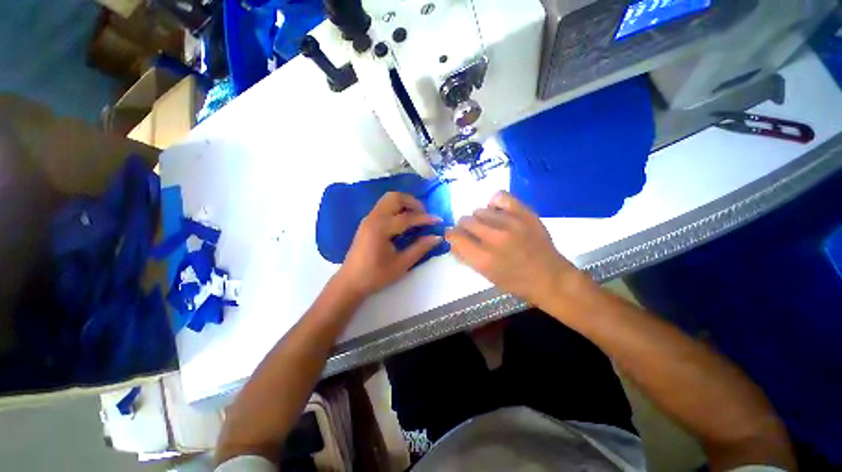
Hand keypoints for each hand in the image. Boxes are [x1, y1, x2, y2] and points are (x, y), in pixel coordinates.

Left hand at [335, 192, 442, 298]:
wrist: (350, 281)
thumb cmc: (376, 275)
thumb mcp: (401, 264)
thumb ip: (420, 248)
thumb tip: (437, 237)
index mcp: (381, 228)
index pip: (407, 217)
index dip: (425, 218)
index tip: (438, 220)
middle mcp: (373, 218)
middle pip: (394, 197)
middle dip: (412, 202)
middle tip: (424, 214)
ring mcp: (368, 218)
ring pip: (388, 199)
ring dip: (404, 203)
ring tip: (416, 216)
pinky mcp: (367, 222)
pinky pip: (383, 206)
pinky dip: (396, 208)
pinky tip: (404, 221)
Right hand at [445, 191, 582, 305]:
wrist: (550, 278)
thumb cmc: (515, 282)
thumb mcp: (485, 275)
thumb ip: (465, 257)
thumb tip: (452, 242)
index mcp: (483, 258)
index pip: (454, 235)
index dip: (452, 235)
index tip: (456, 237)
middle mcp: (494, 238)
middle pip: (465, 220)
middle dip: (465, 228)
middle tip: (475, 234)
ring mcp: (510, 223)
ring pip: (480, 210)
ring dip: (480, 219)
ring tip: (490, 226)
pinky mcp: (525, 213)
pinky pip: (499, 196)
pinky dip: (494, 203)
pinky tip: (498, 212)